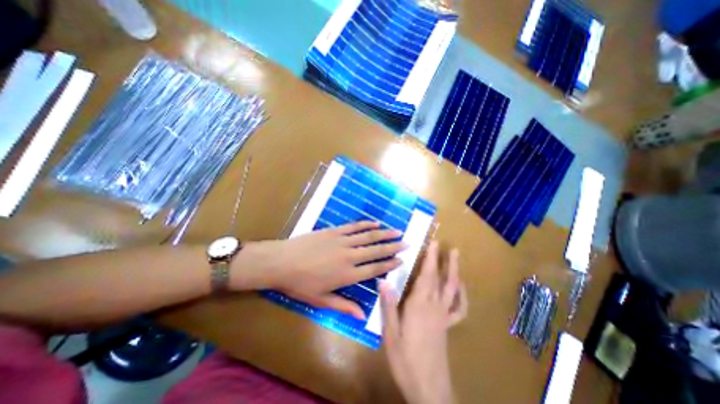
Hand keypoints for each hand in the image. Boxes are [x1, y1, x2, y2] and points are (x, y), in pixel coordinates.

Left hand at [234, 221, 406, 318]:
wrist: (281, 262)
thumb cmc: (300, 284)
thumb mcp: (321, 300)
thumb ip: (344, 306)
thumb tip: (362, 316)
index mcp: (348, 275)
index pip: (375, 269)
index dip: (389, 264)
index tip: (401, 260)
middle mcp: (350, 256)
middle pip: (376, 250)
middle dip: (393, 246)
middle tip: (407, 242)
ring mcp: (342, 241)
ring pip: (368, 236)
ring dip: (384, 234)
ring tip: (397, 231)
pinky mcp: (334, 231)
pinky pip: (354, 227)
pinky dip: (366, 225)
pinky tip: (375, 223)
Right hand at [382, 241, 466, 401]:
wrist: (428, 389)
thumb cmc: (405, 359)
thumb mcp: (390, 333)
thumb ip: (388, 306)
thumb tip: (383, 281)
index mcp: (418, 305)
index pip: (425, 276)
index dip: (429, 258)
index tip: (432, 243)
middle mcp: (433, 306)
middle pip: (439, 278)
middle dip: (441, 259)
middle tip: (443, 244)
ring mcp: (443, 315)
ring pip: (451, 288)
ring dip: (454, 271)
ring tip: (455, 256)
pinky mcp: (448, 325)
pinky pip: (459, 308)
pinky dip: (462, 295)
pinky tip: (460, 286)